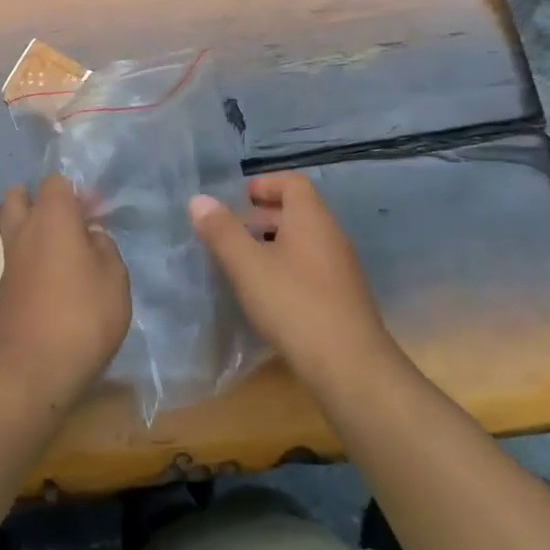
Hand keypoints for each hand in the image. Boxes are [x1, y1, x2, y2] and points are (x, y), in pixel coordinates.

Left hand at [0, 176, 130, 406]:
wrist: (32, 370)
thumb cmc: (82, 315)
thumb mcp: (115, 278)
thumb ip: (105, 248)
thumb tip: (91, 236)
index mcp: (52, 217)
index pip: (55, 182)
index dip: (76, 192)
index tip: (96, 213)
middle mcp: (24, 231)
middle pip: (19, 197)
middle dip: (40, 201)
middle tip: (69, 223)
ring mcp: (9, 261)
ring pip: (14, 229)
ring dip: (35, 233)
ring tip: (68, 254)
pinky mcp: (4, 290)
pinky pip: (17, 260)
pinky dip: (33, 261)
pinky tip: (58, 282)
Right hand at [190, 172, 398, 391]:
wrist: (351, 366)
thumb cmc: (295, 304)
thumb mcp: (248, 266)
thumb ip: (222, 231)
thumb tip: (199, 200)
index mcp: (311, 219)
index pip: (293, 183)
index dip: (265, 184)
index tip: (239, 198)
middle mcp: (331, 236)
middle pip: (298, 212)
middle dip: (263, 216)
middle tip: (232, 231)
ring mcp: (341, 269)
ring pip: (303, 242)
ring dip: (273, 244)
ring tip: (243, 263)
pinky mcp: (342, 298)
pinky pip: (310, 268)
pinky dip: (286, 269)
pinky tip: (267, 294)